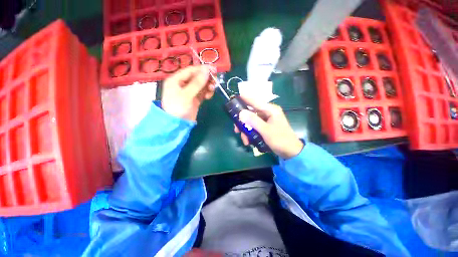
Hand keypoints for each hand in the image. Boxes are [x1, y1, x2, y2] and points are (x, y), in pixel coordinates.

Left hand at [162, 66, 215, 120]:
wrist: (178, 125)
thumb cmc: (178, 108)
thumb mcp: (186, 95)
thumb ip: (197, 83)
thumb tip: (207, 70)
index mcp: (176, 79)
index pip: (191, 70)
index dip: (202, 69)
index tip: (214, 70)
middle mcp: (182, 84)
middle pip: (197, 77)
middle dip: (206, 79)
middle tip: (215, 81)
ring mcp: (189, 92)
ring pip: (201, 85)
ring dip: (208, 86)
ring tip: (212, 90)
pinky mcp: (195, 99)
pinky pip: (202, 92)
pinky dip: (207, 93)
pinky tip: (209, 96)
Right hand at [234, 95, 303, 158]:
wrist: (291, 152)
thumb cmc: (280, 140)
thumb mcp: (266, 131)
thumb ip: (253, 121)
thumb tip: (241, 113)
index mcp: (270, 110)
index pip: (255, 101)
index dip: (244, 99)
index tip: (234, 98)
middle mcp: (267, 112)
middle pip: (251, 113)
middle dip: (243, 122)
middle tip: (236, 130)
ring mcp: (266, 120)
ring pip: (251, 121)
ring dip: (246, 130)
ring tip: (245, 141)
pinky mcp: (265, 126)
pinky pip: (254, 127)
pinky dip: (250, 133)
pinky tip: (249, 141)